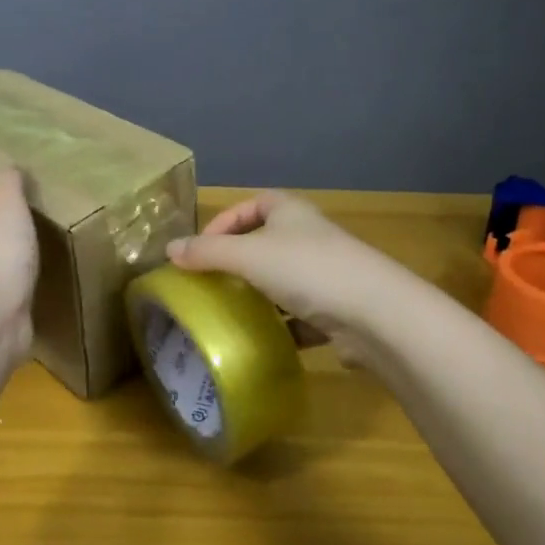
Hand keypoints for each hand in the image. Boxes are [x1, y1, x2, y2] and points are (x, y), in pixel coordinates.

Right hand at [166, 191, 398, 366]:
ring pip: (284, 280)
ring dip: (260, 293)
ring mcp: (328, 274)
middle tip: (211, 281)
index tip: (201, 248)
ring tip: (231, 312)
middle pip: (268, 241)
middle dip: (239, 260)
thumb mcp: (248, 256)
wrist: (376, 315)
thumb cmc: (307, 270)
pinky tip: (264, 340)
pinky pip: (302, 315)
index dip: (225, 221)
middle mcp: (311, 237)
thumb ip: (207, 252)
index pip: (253, 204)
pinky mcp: (339, 310)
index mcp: (291, 212)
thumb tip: (169, 249)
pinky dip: (283, 325)